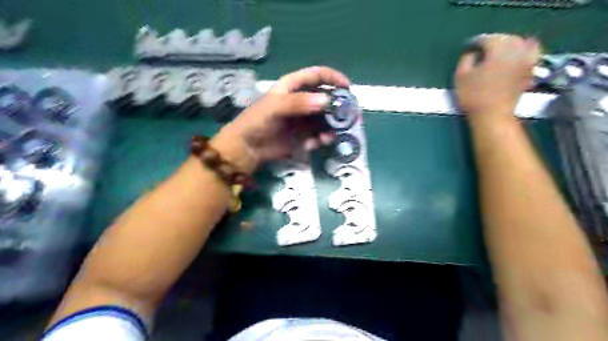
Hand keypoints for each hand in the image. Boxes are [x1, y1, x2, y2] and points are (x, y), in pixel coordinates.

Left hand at [211, 65, 348, 173]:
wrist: (248, 148)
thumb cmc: (258, 121)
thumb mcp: (276, 107)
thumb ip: (299, 102)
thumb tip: (326, 100)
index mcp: (292, 87)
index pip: (316, 75)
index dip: (332, 78)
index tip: (347, 87)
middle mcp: (300, 101)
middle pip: (324, 98)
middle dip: (337, 106)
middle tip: (347, 115)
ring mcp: (303, 119)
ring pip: (324, 118)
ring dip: (331, 125)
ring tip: (332, 134)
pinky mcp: (303, 135)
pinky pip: (318, 134)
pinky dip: (322, 138)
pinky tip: (320, 142)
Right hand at [453, 34, 537, 117]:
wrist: (492, 115)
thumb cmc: (473, 95)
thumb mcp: (461, 76)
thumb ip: (466, 58)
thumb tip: (473, 52)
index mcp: (498, 49)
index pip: (487, 39)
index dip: (475, 42)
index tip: (467, 48)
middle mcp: (516, 49)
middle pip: (506, 38)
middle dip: (493, 42)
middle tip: (481, 50)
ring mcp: (527, 59)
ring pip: (521, 42)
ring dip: (509, 44)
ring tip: (498, 52)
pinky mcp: (530, 70)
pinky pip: (531, 53)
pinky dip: (524, 51)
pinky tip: (516, 56)